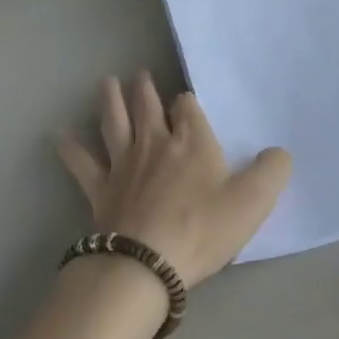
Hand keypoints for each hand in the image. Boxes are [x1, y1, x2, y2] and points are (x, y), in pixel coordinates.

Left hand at [56, 74, 291, 287]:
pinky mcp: (100, 190)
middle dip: (146, 90)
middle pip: (148, 107)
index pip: (188, 108)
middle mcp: (156, 143)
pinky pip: (82, 163)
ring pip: (115, 123)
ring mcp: (124, 165)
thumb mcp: (253, 201)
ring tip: (108, 82)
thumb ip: (272, 171)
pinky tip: (58, 133)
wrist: (145, 263)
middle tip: (139, 74)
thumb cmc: (203, 229)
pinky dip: (70, 147)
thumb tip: (280, 152)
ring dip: (112, 101)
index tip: (187, 102)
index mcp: (192, 142)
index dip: (188, 103)